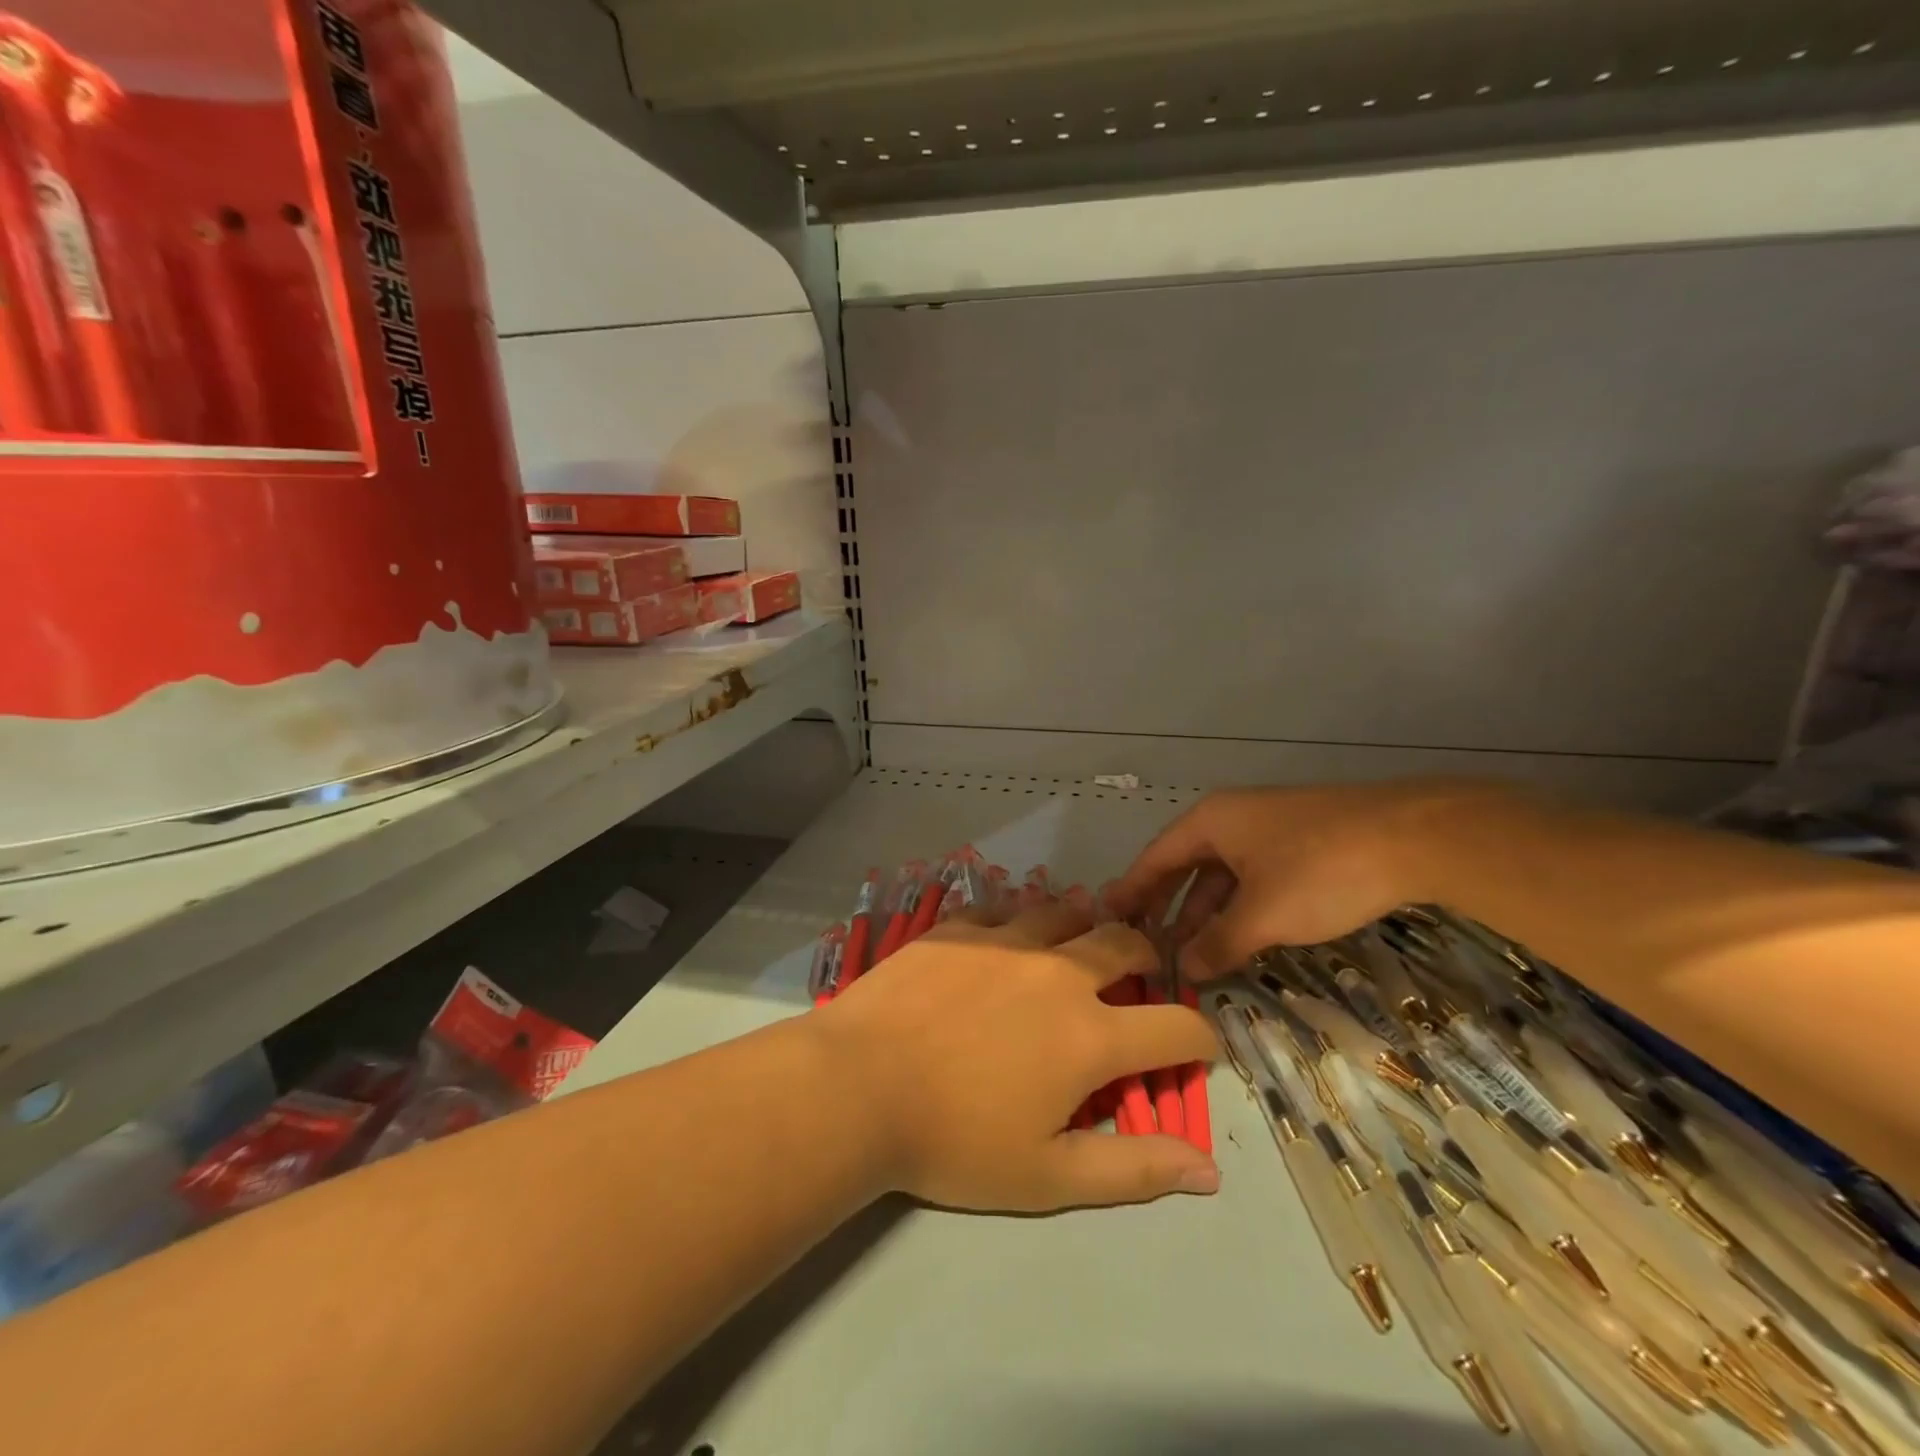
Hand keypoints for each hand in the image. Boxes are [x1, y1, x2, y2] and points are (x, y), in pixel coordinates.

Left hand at [812, 902, 1219, 1212]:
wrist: (857, 1086)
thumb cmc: (953, 1141)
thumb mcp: (1048, 1175)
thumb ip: (1134, 1170)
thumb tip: (1208, 1171)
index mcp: (1090, 1035)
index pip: (1177, 1026)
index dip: (1200, 1038)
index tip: (1196, 1048)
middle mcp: (1059, 972)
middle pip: (1127, 942)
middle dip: (1149, 957)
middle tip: (1140, 975)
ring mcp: (1006, 940)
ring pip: (1067, 911)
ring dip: (1086, 925)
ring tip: (1080, 942)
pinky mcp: (959, 927)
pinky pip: (1004, 908)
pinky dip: (1020, 919)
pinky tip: (1007, 936)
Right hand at [1108, 779, 1496, 980]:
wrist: (1413, 837)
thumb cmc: (1320, 871)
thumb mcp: (1262, 915)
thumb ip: (1219, 944)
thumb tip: (1186, 971)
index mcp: (1210, 822)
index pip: (1155, 858)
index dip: (1131, 891)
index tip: (1107, 919)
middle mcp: (1232, 819)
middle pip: (1185, 865)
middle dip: (1167, 906)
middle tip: (1146, 944)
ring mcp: (1269, 829)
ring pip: (1223, 875)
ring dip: (1205, 912)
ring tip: (1192, 953)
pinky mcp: (1301, 844)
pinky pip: (1253, 877)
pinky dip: (1239, 907)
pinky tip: (1242, 937)